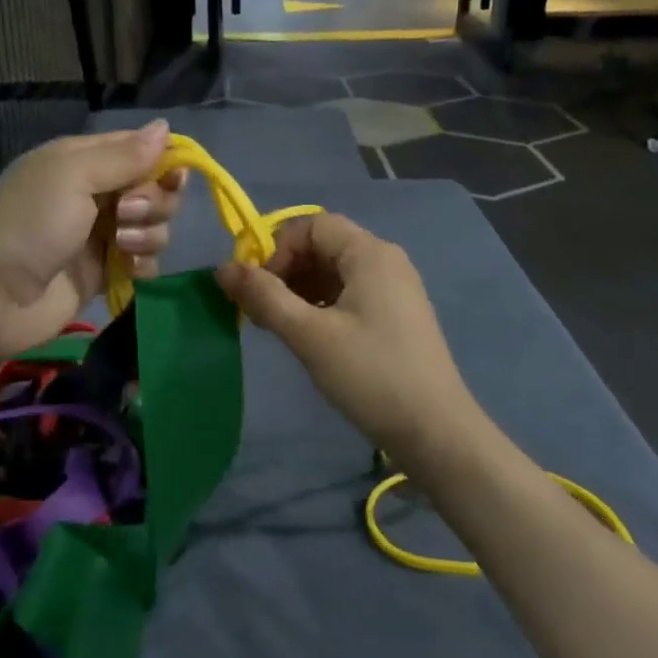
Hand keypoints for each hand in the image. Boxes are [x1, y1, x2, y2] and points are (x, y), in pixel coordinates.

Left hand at [0, 122, 186, 358]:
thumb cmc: (31, 224)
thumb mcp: (73, 176)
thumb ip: (123, 155)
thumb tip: (164, 127)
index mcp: (85, 161)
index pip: (140, 148)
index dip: (163, 160)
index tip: (171, 176)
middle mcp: (97, 193)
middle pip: (155, 187)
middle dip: (154, 200)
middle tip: (126, 214)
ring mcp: (103, 234)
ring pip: (155, 225)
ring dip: (149, 234)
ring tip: (121, 246)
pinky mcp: (107, 271)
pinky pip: (146, 260)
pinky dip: (144, 263)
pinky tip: (129, 269)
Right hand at [216, 214, 474, 459]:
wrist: (436, 432)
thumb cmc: (371, 375)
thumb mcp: (309, 335)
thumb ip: (264, 297)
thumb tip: (222, 269)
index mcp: (369, 253)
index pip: (311, 225)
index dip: (277, 249)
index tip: (259, 289)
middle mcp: (385, 261)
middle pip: (323, 246)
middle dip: (285, 270)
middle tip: (262, 312)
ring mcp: (394, 289)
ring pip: (334, 272)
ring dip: (300, 290)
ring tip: (280, 328)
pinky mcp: (396, 316)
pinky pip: (349, 294)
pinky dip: (321, 306)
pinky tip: (308, 337)